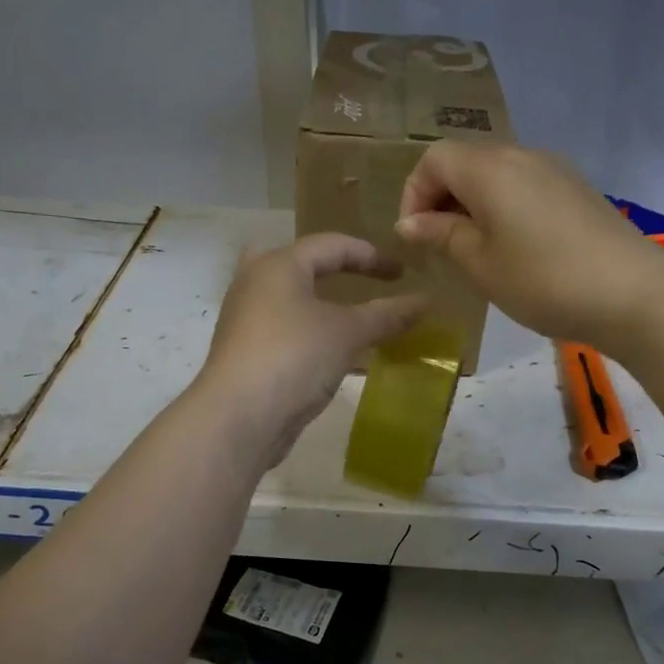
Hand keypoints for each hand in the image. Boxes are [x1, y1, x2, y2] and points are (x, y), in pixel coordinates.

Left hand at [195, 233, 427, 464]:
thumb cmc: (294, 357)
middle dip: (333, 270)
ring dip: (323, 305)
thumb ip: (387, 314)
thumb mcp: (348, 332)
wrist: (237, 418)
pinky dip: (310, 332)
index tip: (402, 273)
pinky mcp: (244, 352)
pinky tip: (330, 352)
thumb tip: (425, 300)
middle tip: (363, 281)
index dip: (371, 256)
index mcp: (278, 265)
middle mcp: (255, 283)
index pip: (331, 245)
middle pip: (300, 264)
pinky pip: (284, 329)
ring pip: (289, 299)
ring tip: (353, 318)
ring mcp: (245, 319)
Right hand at [396, 142, 663, 349]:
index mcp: (490, 168)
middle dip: (442, 198)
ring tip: (476, 251)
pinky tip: (516, 248)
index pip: (434, 158)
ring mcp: (554, 169)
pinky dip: (504, 207)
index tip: (416, 237)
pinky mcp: (577, 189)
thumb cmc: (543, 281)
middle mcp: (521, 155)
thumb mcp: (481, 264)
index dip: (414, 193)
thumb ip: (441, 235)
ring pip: (496, 174)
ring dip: (473, 204)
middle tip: (441, 246)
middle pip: (465, 161)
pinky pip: (525, 185)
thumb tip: (410, 222)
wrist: (635, 294)